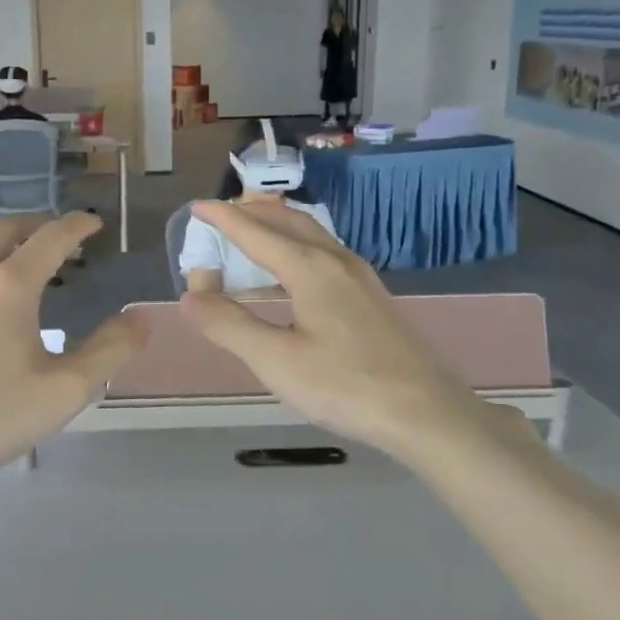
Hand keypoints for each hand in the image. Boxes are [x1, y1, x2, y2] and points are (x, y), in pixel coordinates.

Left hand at [0, 214, 145, 477]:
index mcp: (8, 287)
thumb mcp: (64, 391)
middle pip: (0, 231)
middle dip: (32, 226)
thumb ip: (109, 351)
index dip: (76, 225)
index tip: (93, 223)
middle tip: (51, 237)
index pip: (51, 237)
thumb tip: (138, 318)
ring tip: (8, 286)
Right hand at [177, 202, 506, 461]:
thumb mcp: (276, 361)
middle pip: (289, 221)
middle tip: (224, 213)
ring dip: (278, 227)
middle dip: (253, 212)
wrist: (428, 413)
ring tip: (253, 233)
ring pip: (312, 235)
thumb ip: (229, 326)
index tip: (197, 207)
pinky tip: (293, 277)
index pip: (256, 232)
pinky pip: (325, 255)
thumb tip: (190, 296)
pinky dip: (296, 249)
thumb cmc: (346, 385)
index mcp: (309, 268)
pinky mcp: (372, 298)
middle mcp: (336, 261)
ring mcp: (360, 278)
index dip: (223, 218)